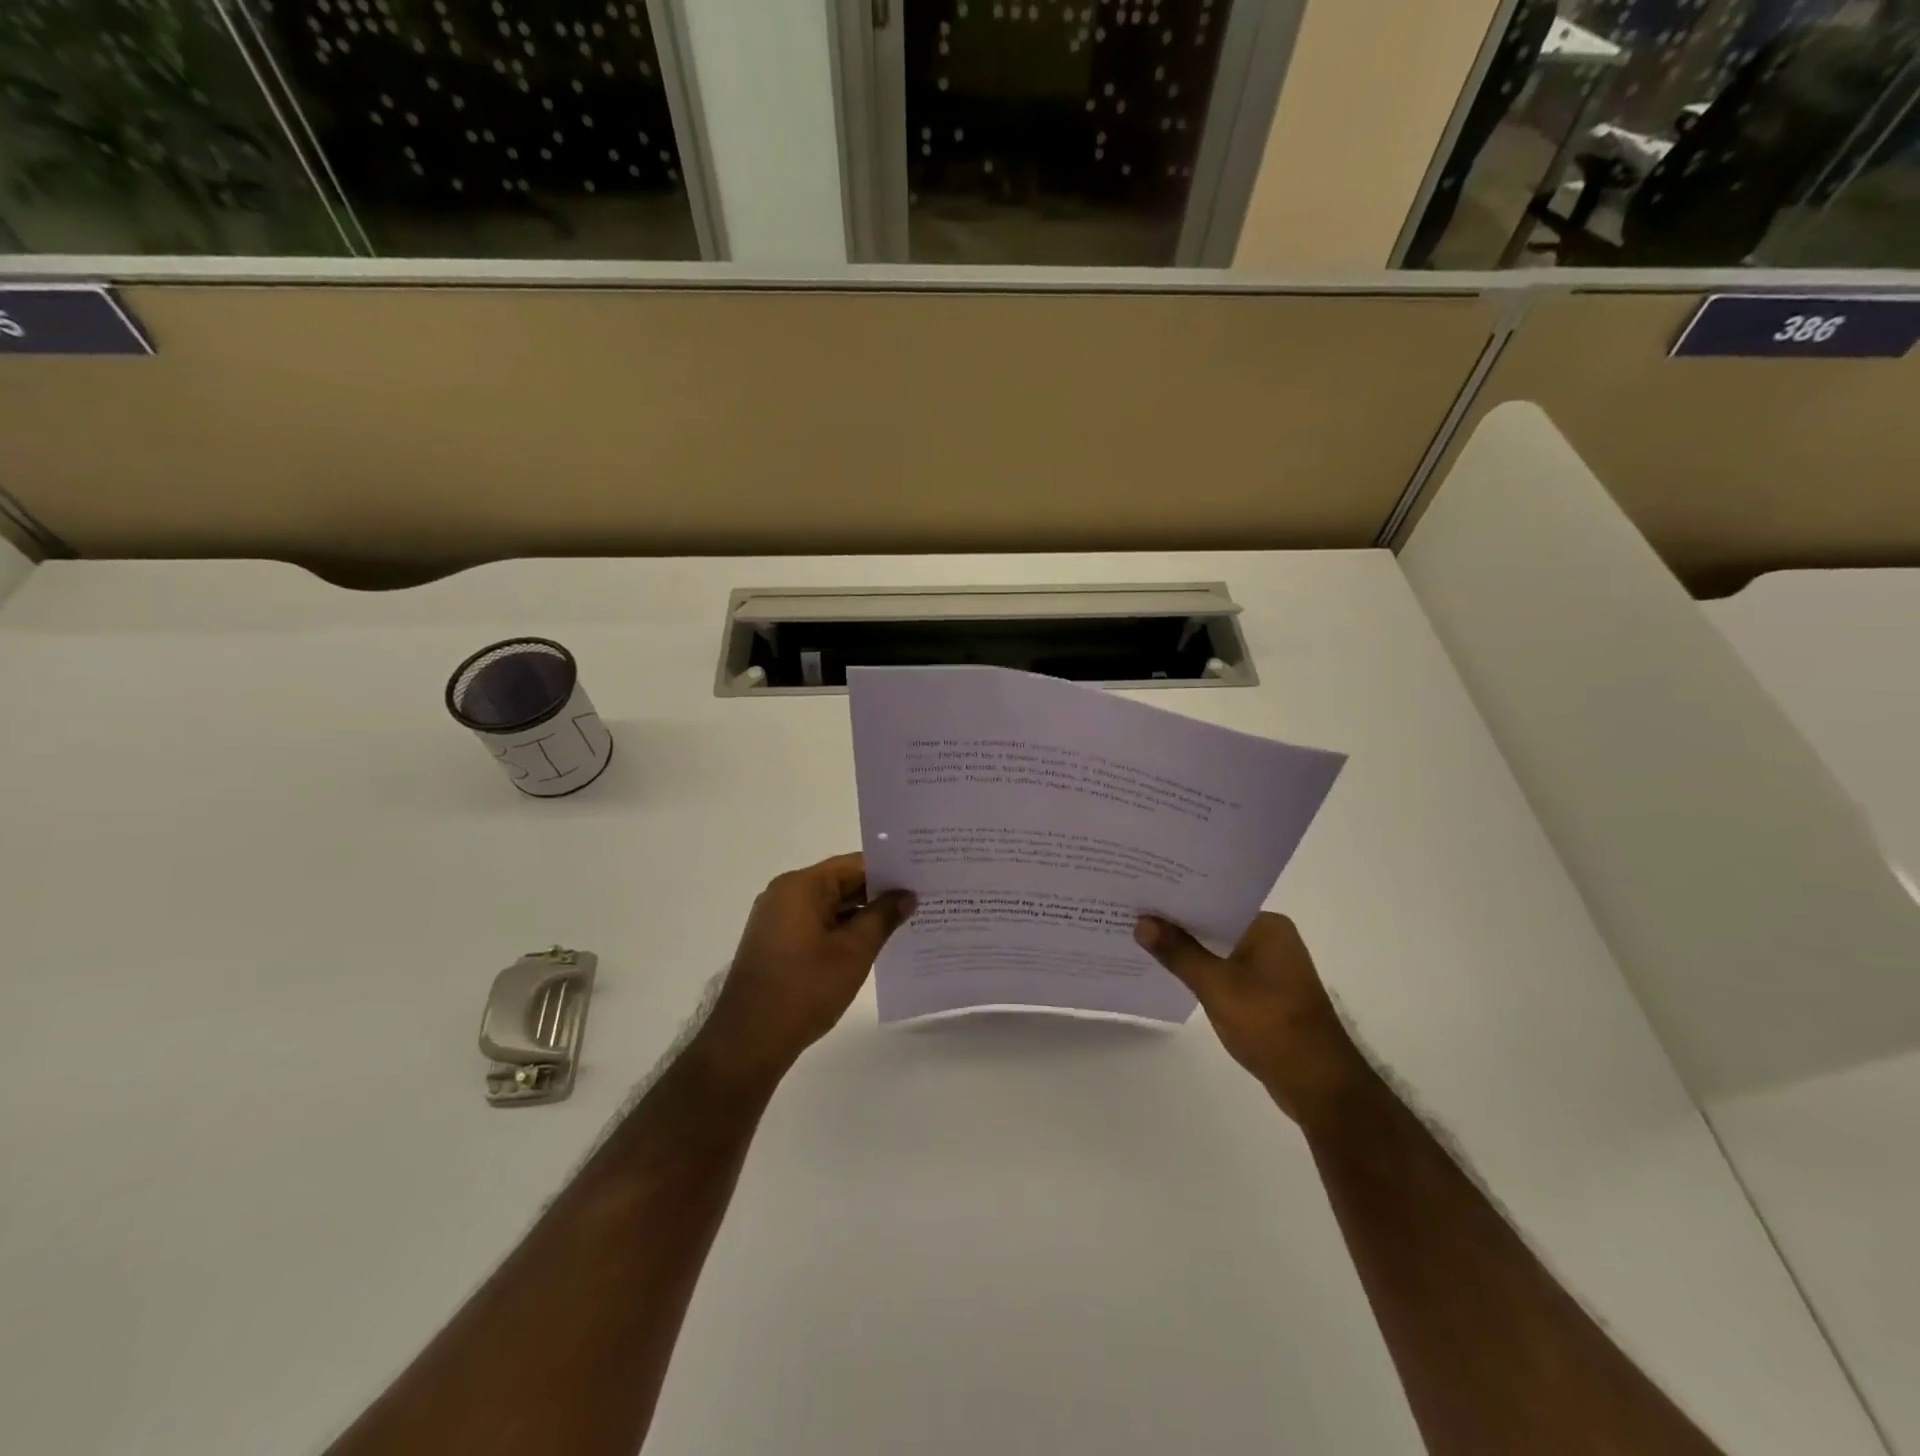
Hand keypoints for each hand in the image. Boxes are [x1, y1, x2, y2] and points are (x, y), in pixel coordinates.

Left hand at [695, 854, 914, 1087]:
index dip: (889, 872)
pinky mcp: (775, 942)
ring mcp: (776, 919)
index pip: (853, 865)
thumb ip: (883, 917)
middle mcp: (784, 894)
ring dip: (861, 915)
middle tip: (919, 901)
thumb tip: (906, 894)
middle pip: (840, 883)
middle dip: (878, 894)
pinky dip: (841, 930)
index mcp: (801, 886)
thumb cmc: (805, 988)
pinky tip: (870, 945)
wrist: (749, 1040)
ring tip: (903, 923)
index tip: (920, 880)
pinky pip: (816, 924)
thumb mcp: (854, 951)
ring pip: (829, 905)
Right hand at [1134, 912, 1371, 1124]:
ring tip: (1142, 940)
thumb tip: (1142, 922)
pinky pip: (1225, 971)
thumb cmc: (1270, 1025)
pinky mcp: (1266, 993)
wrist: (1318, 1085)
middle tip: (1132, 914)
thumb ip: (1178, 952)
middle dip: (1177, 924)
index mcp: (1267, 926)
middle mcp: (1272, 939)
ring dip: (1187, 950)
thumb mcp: (1216, 986)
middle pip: (1214, 924)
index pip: (1213, 901)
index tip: (1140, 895)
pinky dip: (1201, 971)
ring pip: (1218, 950)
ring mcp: (1271, 968)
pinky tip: (1171, 973)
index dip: (1176, 899)